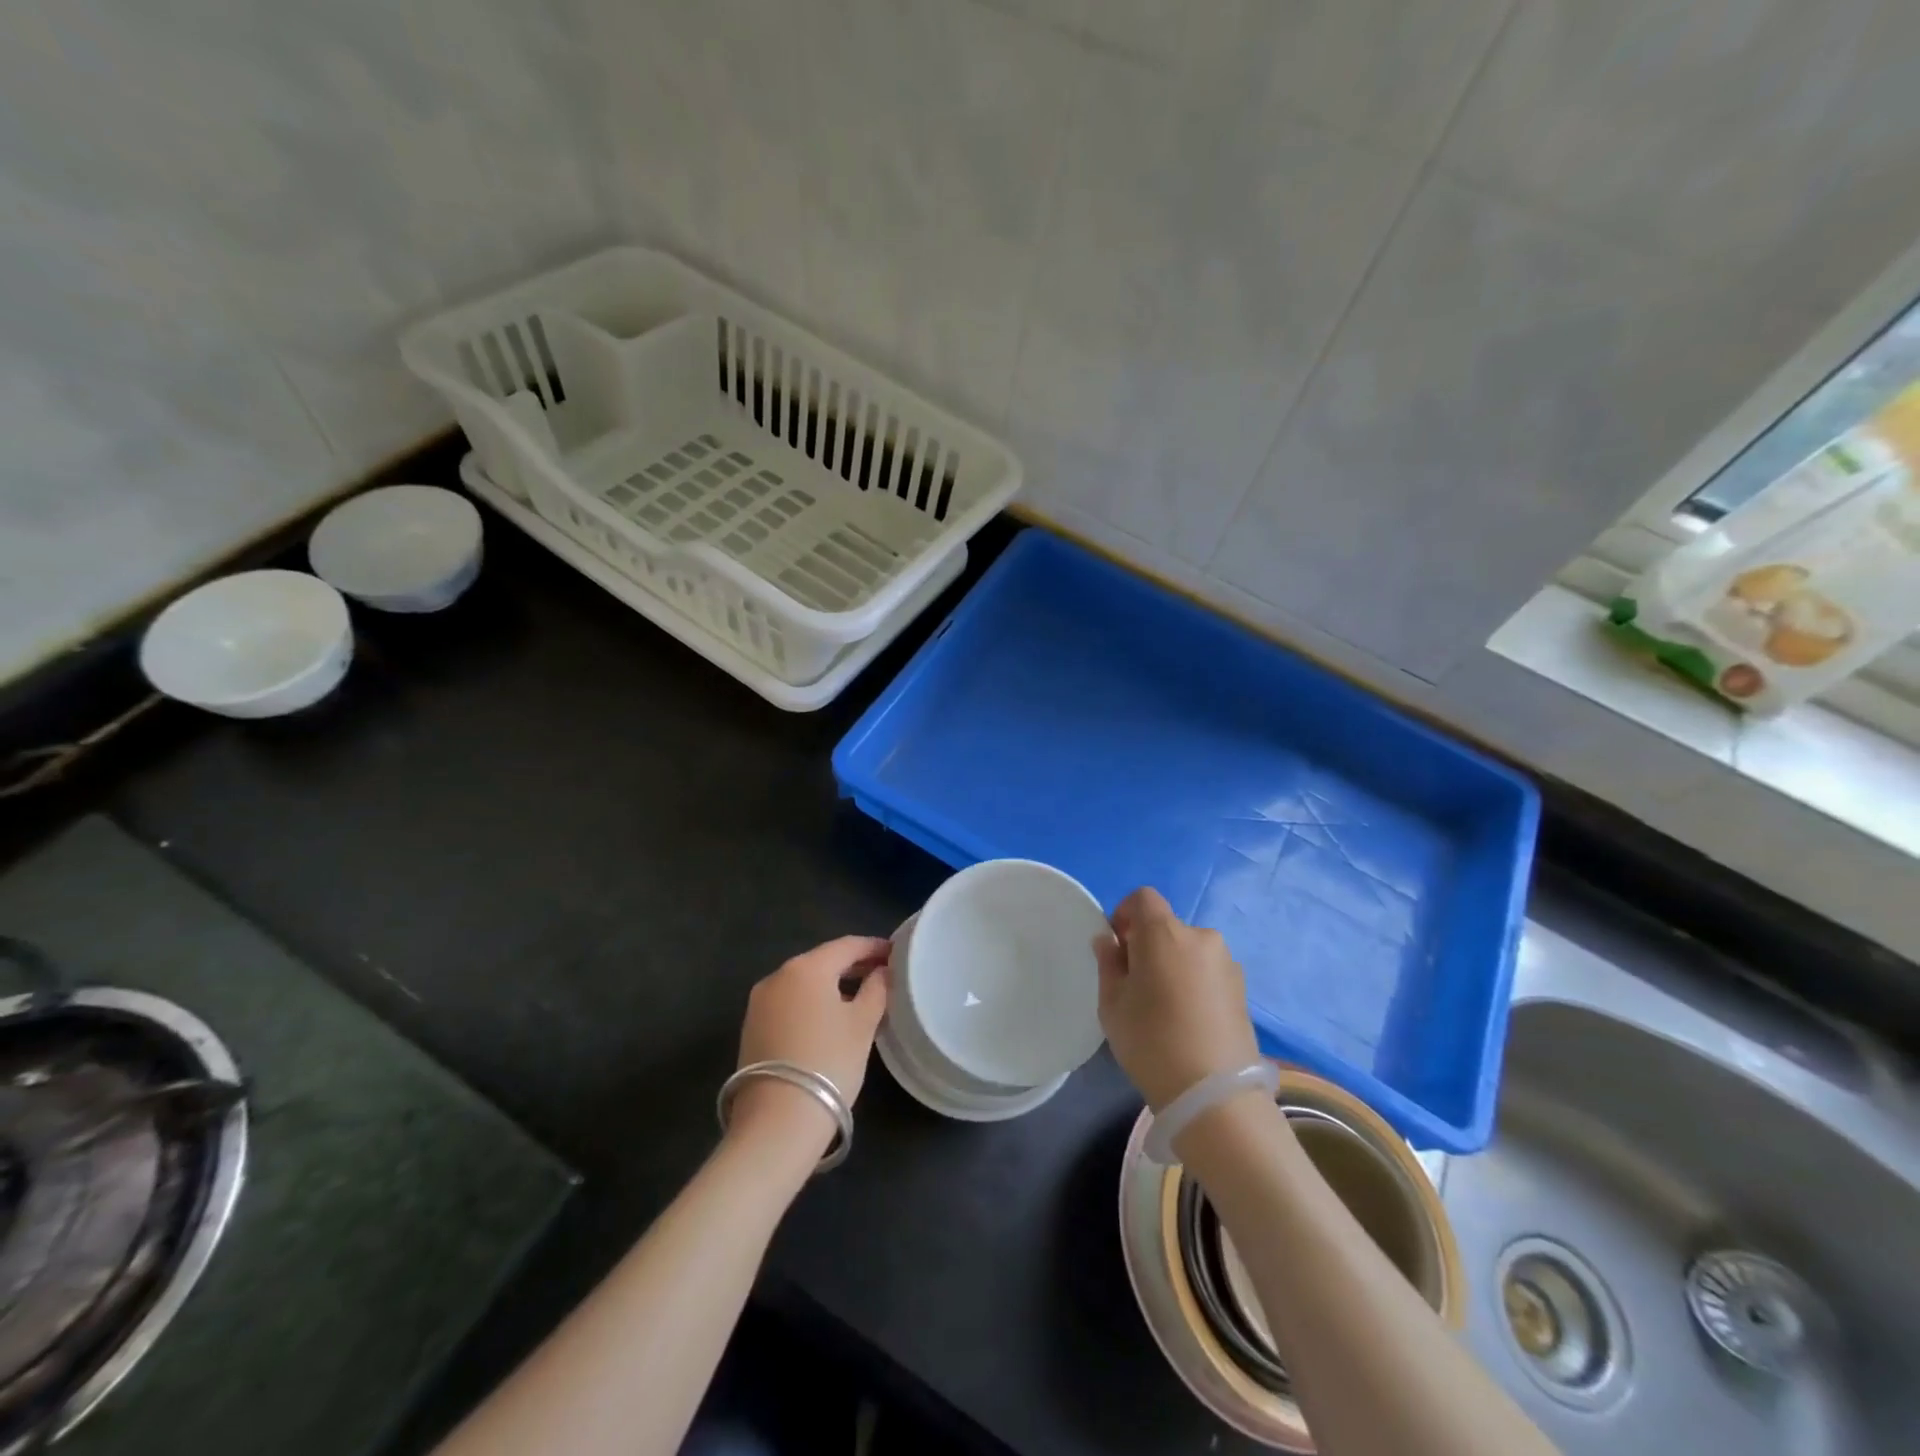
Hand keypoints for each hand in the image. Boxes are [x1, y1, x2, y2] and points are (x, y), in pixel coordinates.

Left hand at [731, 936, 889, 1152]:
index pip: (846, 945)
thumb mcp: (863, 1024)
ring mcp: (760, 1002)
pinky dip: (812, 1002)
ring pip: (804, 983)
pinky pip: (789, 1002)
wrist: (777, 1121)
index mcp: (806, 967)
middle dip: (852, 965)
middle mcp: (778, 976)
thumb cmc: (829, 1062)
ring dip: (831, 985)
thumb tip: (881, 972)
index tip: (895, 953)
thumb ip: (876, 990)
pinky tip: (829, 1018)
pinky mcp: (751, 1028)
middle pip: (822, 961)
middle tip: (881, 974)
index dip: (873, 947)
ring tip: (859, 998)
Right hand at [1094, 888, 1260, 1110]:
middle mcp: (1201, 937)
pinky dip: (1194, 983)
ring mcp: (1227, 963)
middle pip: (1167, 926)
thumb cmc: (1151, 1042)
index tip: (1117, 947)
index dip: (1125, 914)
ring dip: (1173, 964)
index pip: (1143, 898)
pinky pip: (1208, 972)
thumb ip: (1109, 964)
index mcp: (1165, 933)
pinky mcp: (1243, 990)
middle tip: (1136, 984)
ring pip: (1189, 950)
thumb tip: (1109, 941)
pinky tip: (1188, 1020)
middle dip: (1148, 945)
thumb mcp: (1113, 1004)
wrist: (1215, 1096)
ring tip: (1165, 1007)